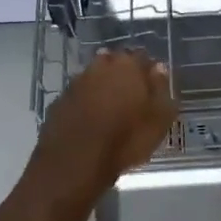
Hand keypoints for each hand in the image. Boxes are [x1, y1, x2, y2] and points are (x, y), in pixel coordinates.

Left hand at [33, 49, 176, 195]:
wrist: (74, 163)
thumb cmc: (126, 141)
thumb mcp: (159, 119)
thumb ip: (161, 89)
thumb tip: (159, 68)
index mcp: (128, 66)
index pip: (142, 57)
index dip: (147, 70)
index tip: (152, 85)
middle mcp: (100, 67)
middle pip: (114, 63)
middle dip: (122, 74)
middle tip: (131, 96)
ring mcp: (76, 83)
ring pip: (94, 77)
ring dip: (102, 87)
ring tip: (110, 109)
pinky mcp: (59, 102)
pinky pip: (78, 96)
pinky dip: (84, 103)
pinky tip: (90, 120)